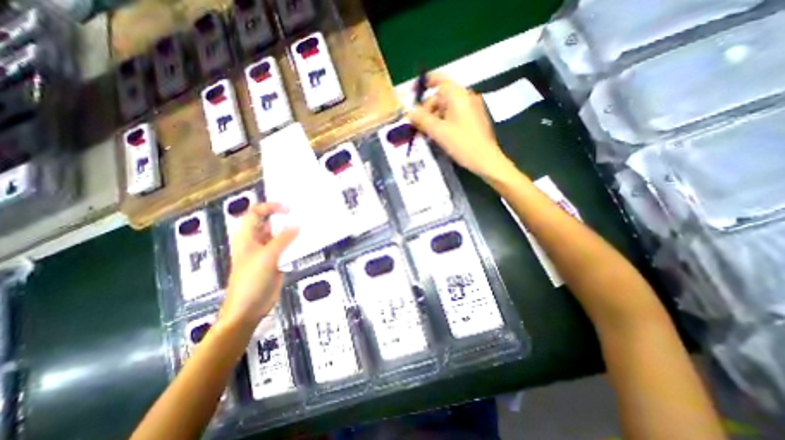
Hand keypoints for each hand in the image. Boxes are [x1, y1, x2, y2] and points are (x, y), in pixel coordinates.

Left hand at [222, 203, 299, 329]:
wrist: (248, 308)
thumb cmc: (251, 280)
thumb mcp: (267, 257)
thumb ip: (283, 239)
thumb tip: (297, 225)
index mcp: (247, 237)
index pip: (256, 213)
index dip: (270, 207)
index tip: (289, 209)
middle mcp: (257, 241)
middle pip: (269, 222)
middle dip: (283, 217)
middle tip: (302, 214)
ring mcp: (267, 251)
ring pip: (279, 235)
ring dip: (291, 230)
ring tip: (307, 225)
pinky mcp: (276, 260)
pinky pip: (286, 247)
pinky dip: (295, 243)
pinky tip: (306, 242)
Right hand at [408, 74, 519, 182]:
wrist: (486, 160)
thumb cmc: (462, 144)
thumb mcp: (439, 132)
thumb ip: (422, 119)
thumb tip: (410, 112)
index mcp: (458, 96)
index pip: (439, 80)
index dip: (424, 84)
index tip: (413, 93)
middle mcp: (466, 97)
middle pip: (441, 96)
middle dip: (427, 109)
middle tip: (418, 125)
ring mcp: (471, 108)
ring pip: (447, 107)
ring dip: (434, 118)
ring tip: (427, 134)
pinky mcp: (473, 119)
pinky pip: (454, 115)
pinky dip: (444, 122)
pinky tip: (439, 135)